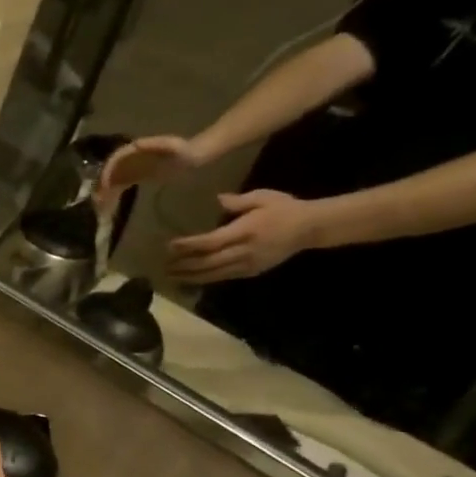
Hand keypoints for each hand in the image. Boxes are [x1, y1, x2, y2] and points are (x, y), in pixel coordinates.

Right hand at [96, 134, 208, 205]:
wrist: (194, 156)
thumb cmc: (184, 150)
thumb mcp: (171, 145)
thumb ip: (154, 144)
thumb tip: (135, 145)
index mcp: (135, 149)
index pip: (115, 159)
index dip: (108, 171)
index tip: (104, 185)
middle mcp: (130, 158)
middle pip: (111, 171)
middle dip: (102, 185)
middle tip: (98, 201)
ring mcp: (132, 168)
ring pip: (114, 180)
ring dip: (106, 193)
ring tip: (101, 208)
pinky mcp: (137, 177)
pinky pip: (121, 186)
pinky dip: (115, 196)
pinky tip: (111, 208)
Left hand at [166, 188, 318, 283]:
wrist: (311, 228)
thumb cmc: (284, 208)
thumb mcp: (262, 197)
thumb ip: (238, 201)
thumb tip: (218, 199)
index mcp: (245, 231)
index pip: (211, 242)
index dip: (189, 245)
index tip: (170, 245)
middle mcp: (245, 251)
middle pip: (209, 262)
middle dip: (185, 265)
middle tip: (164, 266)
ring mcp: (249, 263)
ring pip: (216, 273)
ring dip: (192, 276)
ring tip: (172, 276)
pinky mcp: (253, 271)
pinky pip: (226, 276)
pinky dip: (208, 279)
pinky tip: (194, 279)